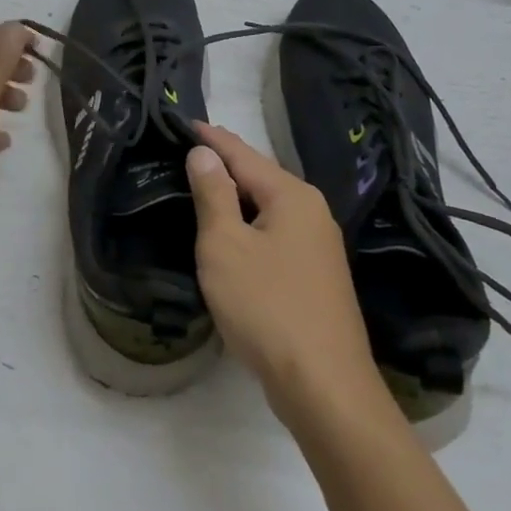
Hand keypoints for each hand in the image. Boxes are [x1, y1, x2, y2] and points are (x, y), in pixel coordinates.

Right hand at [186, 123, 389, 428]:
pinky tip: (235, 233)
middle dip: (226, 163)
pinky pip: (276, 233)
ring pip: (269, 207)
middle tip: (191, 150)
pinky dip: (251, 224)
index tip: (185, 122)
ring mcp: (319, 245)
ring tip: (206, 184)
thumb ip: (213, 195)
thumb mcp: (226, 246)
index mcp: (291, 195)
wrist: (325, 387)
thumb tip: (204, 153)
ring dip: (238, 195)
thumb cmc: (267, 307)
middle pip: (260, 176)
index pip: (242, 154)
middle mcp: (312, 211)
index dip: (212, 139)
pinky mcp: (317, 275)